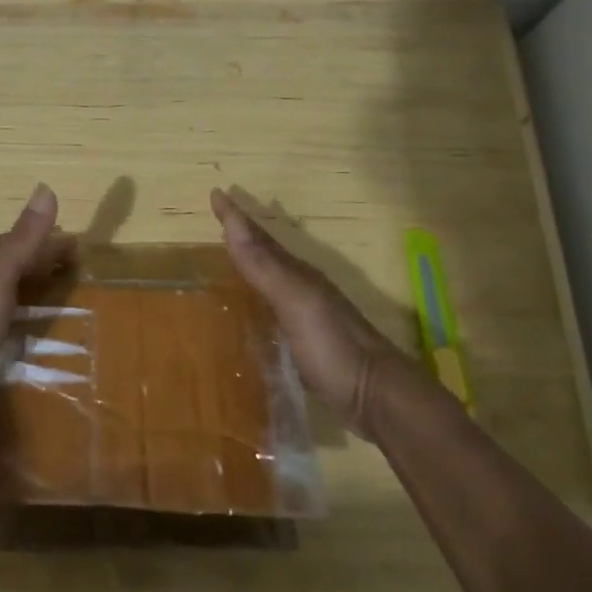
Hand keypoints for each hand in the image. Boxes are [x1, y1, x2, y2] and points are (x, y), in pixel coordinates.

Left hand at [0, 184, 75, 420]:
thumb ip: (23, 238)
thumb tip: (46, 187)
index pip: (17, 240)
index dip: (48, 243)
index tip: (77, 253)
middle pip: (4, 261)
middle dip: (35, 263)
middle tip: (67, 276)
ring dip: (20, 287)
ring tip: (47, 301)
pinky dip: (5, 310)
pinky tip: (12, 325)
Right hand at [210, 188, 433, 433]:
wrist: (377, 398)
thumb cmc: (333, 346)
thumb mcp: (295, 300)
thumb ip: (264, 265)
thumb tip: (233, 220)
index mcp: (299, 275)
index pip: (260, 238)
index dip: (236, 216)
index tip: (215, 193)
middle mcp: (302, 290)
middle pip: (267, 255)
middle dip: (242, 236)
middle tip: (218, 220)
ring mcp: (306, 318)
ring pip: (270, 282)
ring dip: (250, 266)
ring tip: (226, 259)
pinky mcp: (304, 347)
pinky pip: (272, 312)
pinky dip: (256, 303)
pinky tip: (247, 314)